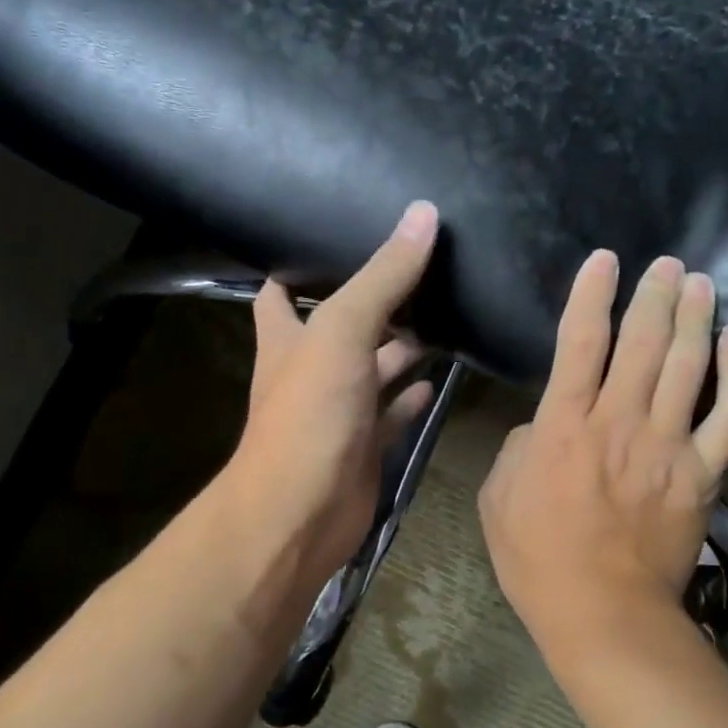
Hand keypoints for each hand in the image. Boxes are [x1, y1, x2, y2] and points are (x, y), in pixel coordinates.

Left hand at [225, 202, 440, 586]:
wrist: (302, 513)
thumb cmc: (309, 414)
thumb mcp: (342, 332)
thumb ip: (383, 277)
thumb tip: (423, 214)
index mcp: (287, 337)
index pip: (282, 290)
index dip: (302, 265)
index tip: (342, 237)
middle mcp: (309, 370)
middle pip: (341, 326)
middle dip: (374, 302)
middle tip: (421, 271)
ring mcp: (338, 410)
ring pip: (373, 369)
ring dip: (401, 349)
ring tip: (445, 315)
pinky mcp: (365, 444)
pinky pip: (392, 413)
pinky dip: (411, 397)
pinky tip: (437, 380)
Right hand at [478, 250, 727, 649]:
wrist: (603, 612)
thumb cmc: (538, 558)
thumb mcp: (498, 497)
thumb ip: (518, 447)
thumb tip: (543, 425)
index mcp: (564, 425)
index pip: (579, 342)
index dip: (591, 294)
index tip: (605, 260)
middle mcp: (619, 422)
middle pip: (642, 343)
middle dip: (654, 295)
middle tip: (669, 263)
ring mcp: (667, 446)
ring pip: (688, 366)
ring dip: (695, 318)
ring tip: (701, 283)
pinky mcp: (701, 474)